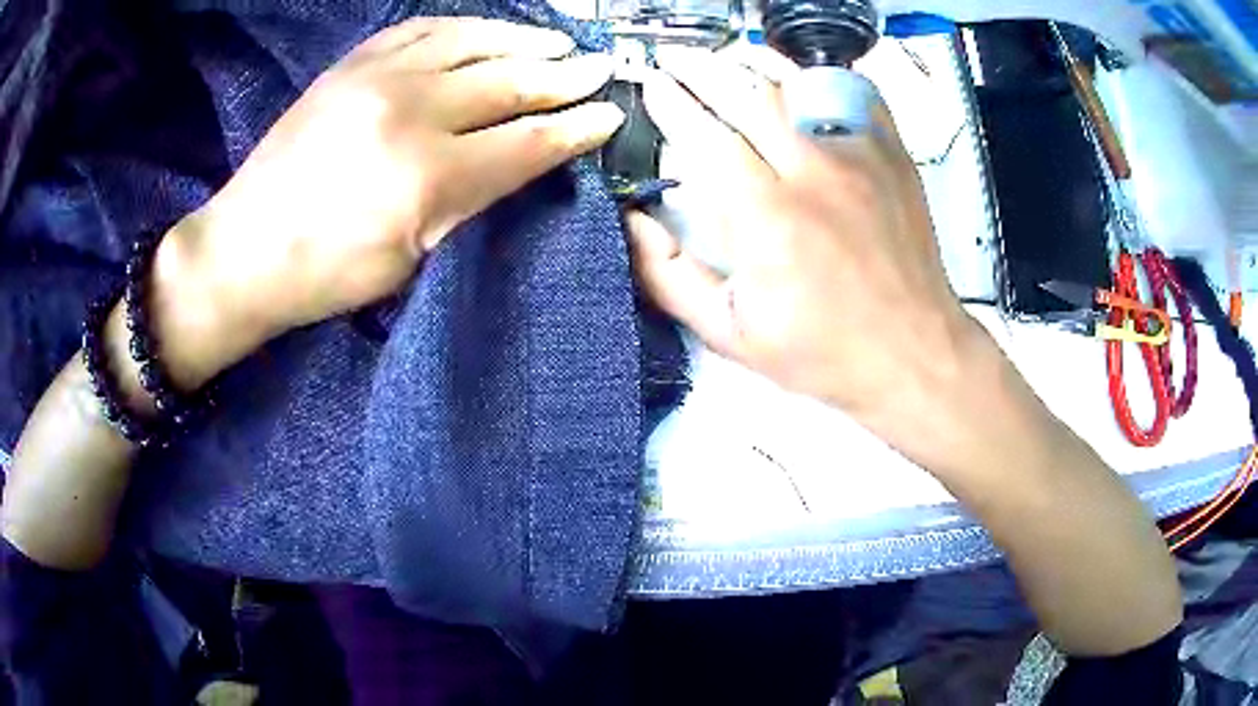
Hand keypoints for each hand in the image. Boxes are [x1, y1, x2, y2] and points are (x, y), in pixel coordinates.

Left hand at [172, 17, 623, 347]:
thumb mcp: (410, 258)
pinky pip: (422, 28)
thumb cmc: (325, 275)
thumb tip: (520, 159)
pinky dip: (466, 27)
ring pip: (474, 42)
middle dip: (565, 77)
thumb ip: (469, 201)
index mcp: (427, 176)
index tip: (611, 115)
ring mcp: (378, 76)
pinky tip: (488, 31)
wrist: (244, 248)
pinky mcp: (352, 64)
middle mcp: (410, 111)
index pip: (527, 141)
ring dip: (525, 41)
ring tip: (559, 43)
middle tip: (600, 70)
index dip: (577, 128)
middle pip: (510, 82)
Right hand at [628, 47, 981, 456]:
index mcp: (765, 218)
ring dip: (750, 68)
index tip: (653, 86)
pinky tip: (797, 80)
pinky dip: (818, 78)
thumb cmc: (824, 352)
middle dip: (700, 69)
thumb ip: (669, 276)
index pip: (704, 134)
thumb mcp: (729, 334)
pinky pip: (852, 95)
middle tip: (675, 60)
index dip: (671, 103)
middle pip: (744, 94)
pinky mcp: (891, 157)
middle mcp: (811, 174)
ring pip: (794, 86)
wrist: (913, 353)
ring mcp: (857, 158)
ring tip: (722, 61)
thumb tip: (633, 222)